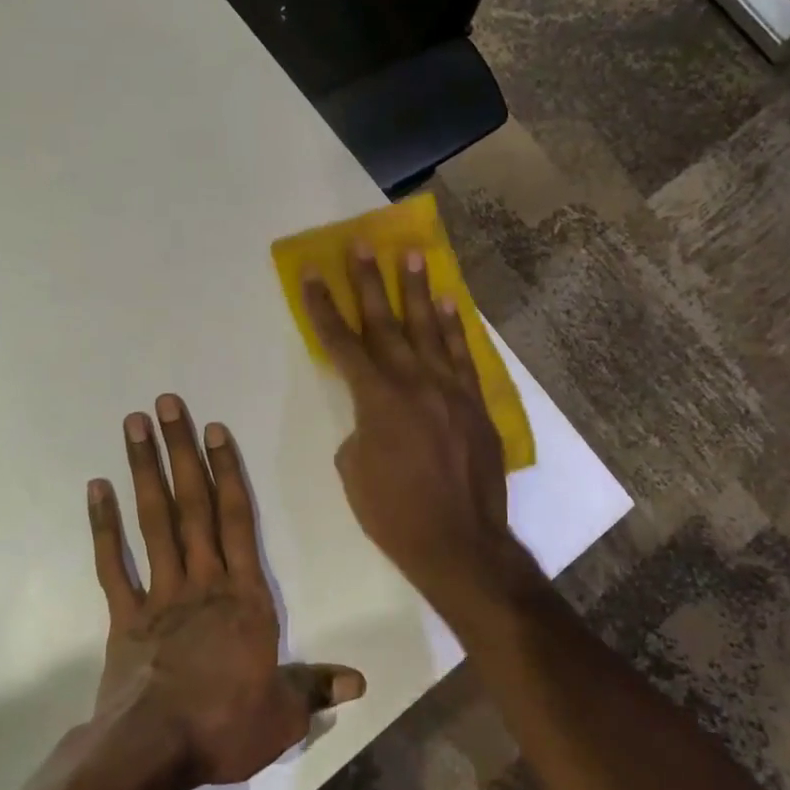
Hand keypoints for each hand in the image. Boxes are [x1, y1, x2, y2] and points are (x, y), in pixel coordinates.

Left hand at [88, 394, 364, 788]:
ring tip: (134, 425)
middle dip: (181, 450)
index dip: (227, 470)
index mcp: (244, 596)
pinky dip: (103, 526)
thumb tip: (360, 682)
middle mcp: (202, 580)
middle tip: (166, 403)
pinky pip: (113, 563)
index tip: (214, 428)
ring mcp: (160, 593)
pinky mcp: (125, 614)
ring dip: (144, 470)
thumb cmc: (225, 726)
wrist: (154, 752)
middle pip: (193, 503)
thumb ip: (316, 689)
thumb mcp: (283, 715)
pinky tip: (96, 488)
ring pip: (154, 520)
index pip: (238, 519)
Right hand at [302, 243, 540, 616]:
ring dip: (417, 290)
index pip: (341, 344)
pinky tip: (449, 302)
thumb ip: (359, 430)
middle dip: (370, 282)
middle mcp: (413, 383)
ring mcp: (449, 390)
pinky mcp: (475, 404)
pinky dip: (455, 327)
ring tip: (411, 254)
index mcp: (376, 400)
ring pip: (429, 329)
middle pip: (385, 323)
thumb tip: (375, 417)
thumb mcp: (354, 472)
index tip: (313, 274)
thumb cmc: (394, 513)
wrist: (460, 544)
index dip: (324, 307)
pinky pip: (463, 356)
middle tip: (362, 245)